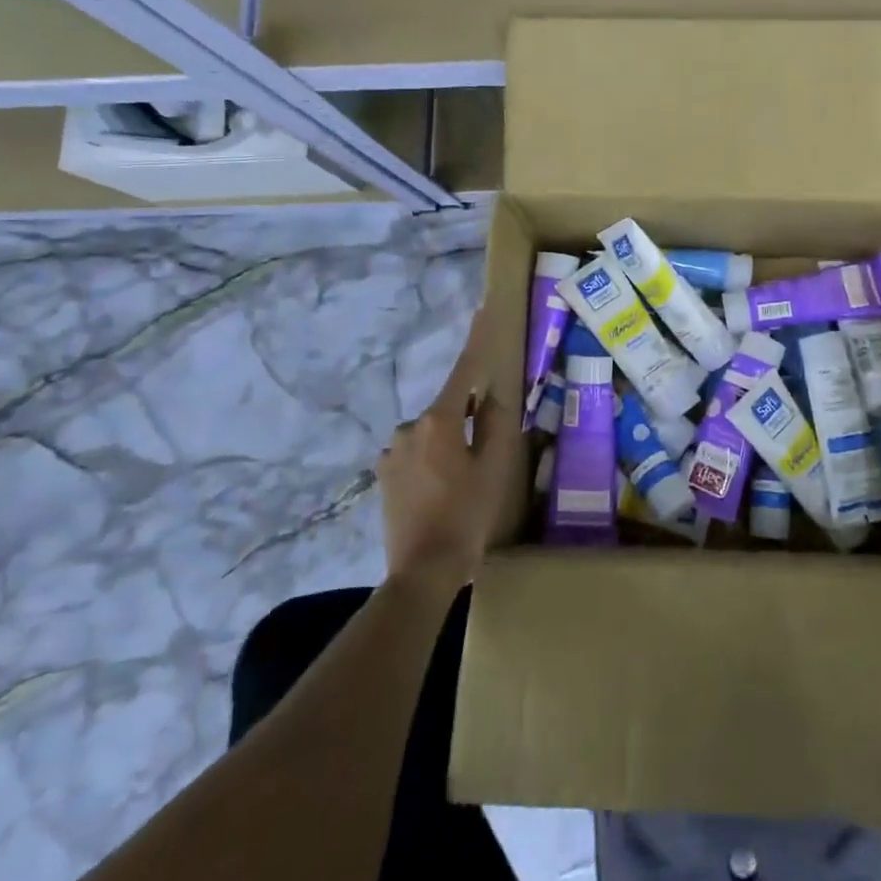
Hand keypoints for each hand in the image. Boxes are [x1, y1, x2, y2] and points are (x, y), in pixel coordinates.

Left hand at [378, 309, 506, 589]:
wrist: (421, 572)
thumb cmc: (467, 516)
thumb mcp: (494, 468)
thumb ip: (496, 423)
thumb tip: (491, 394)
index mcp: (439, 421)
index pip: (464, 371)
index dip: (477, 339)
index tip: (482, 308)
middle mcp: (409, 428)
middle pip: (449, 410)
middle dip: (468, 420)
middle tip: (487, 456)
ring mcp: (392, 453)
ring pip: (433, 436)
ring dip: (450, 446)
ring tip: (465, 485)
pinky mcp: (384, 476)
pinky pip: (418, 456)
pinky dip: (434, 464)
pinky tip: (444, 495)